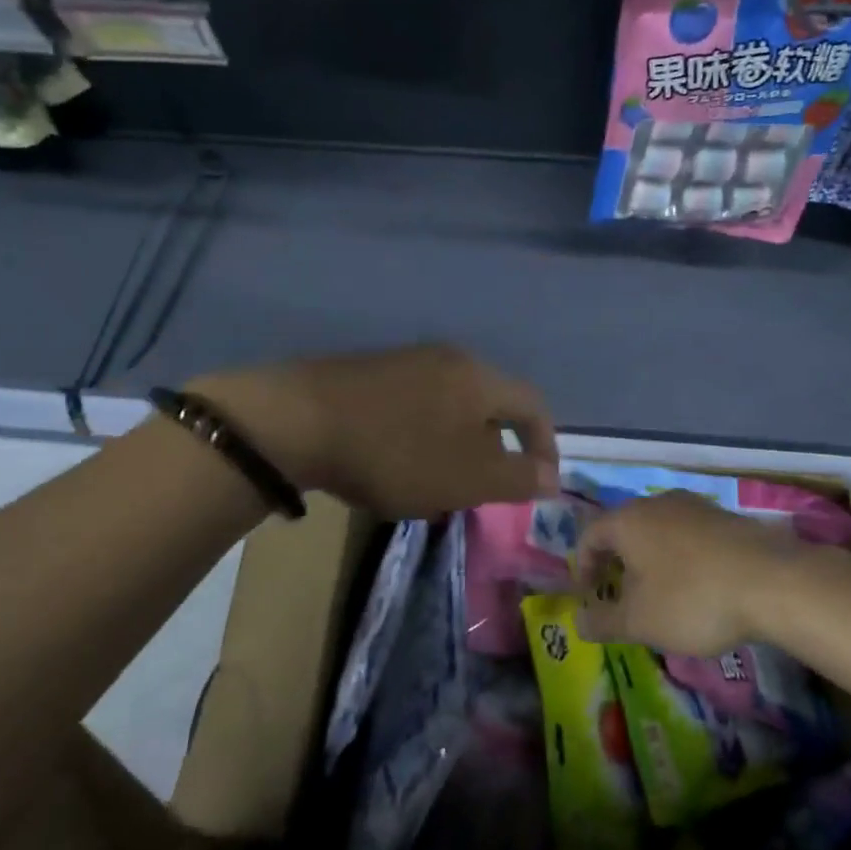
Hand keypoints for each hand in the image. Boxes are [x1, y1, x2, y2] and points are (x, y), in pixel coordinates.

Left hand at [189, 344, 558, 517]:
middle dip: (495, 450)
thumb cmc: (397, 452)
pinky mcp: (370, 373)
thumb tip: (552, 476)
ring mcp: (405, 362)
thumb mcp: (466, 478)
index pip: (532, 405)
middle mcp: (448, 359)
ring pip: (450, 407)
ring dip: (456, 447)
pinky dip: (422, 438)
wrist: (298, 421)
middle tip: (485, 490)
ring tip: (439, 485)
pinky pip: (415, 406)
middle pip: (490, 404)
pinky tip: (397, 465)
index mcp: (479, 378)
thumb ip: (516, 478)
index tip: (540, 484)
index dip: (545, 445)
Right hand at [573, 491, 822, 654]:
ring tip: (660, 594)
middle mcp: (656, 503)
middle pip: (624, 529)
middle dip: (617, 562)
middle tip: (621, 596)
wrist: (772, 581)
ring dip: (651, 559)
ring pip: (659, 530)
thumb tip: (578, 622)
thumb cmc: (691, 598)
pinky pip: (689, 535)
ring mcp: (695, 506)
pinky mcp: (726, 517)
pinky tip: (698, 586)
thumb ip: (603, 621)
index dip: (582, 565)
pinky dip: (681, 558)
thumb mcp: (639, 621)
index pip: (589, 535)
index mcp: (627, 520)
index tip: (589, 595)